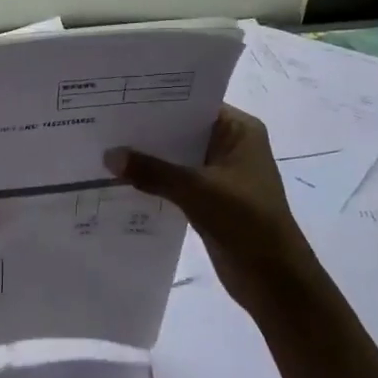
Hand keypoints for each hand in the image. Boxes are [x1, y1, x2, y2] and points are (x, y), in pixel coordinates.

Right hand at [104, 106, 319, 321]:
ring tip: (103, 148)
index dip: (158, 100)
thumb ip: (153, 171)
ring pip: (176, 158)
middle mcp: (229, 145)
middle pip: (181, 131)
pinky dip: (154, 182)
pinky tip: (120, 180)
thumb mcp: (197, 190)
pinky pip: (175, 182)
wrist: (274, 279)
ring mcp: (219, 174)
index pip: (193, 103)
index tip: (119, 98)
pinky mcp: (209, 199)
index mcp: (239, 130)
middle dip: (147, 131)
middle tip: (103, 122)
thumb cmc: (246, 220)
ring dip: (148, 159)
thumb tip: (109, 156)